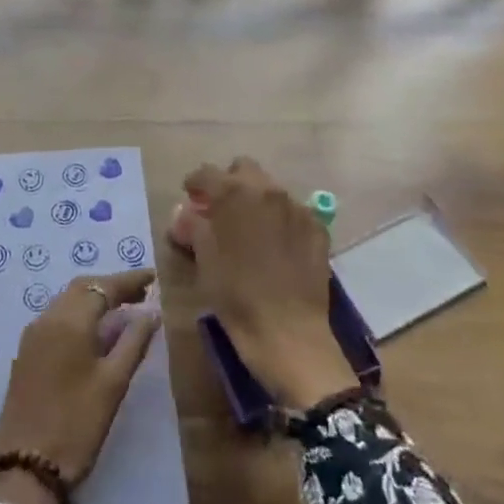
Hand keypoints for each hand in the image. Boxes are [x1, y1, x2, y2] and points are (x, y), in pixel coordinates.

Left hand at [0, 270, 160, 503]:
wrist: (25, 470)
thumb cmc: (76, 424)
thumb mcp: (113, 383)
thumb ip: (134, 342)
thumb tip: (151, 311)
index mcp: (69, 320)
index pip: (103, 286)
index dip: (130, 280)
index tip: (154, 278)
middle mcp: (47, 318)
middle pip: (82, 288)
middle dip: (111, 287)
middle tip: (141, 294)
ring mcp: (32, 336)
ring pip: (66, 302)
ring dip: (94, 300)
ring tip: (123, 311)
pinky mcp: (26, 355)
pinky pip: (56, 319)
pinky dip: (78, 315)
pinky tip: (95, 333)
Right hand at [186, 158, 356, 408]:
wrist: (289, 333)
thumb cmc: (236, 296)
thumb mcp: (204, 261)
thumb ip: (193, 228)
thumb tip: (185, 214)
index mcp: (234, 194)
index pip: (207, 174)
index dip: (194, 184)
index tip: (190, 197)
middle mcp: (268, 191)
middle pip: (244, 169)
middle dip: (229, 183)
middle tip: (220, 210)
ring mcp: (297, 208)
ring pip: (271, 189)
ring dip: (256, 201)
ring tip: (249, 230)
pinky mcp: (317, 229)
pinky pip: (294, 211)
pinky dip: (280, 219)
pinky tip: (276, 246)